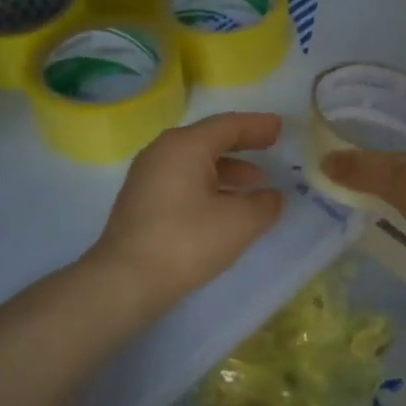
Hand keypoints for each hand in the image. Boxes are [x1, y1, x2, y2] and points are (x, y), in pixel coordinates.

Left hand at [90, 112, 284, 308]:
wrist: (125, 280)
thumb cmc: (186, 241)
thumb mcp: (239, 222)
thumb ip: (264, 204)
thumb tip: (272, 196)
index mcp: (185, 145)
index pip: (228, 125)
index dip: (257, 126)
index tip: (280, 127)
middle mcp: (162, 151)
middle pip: (209, 138)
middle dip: (243, 143)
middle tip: (270, 146)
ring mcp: (147, 175)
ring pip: (195, 161)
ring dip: (227, 168)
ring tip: (254, 182)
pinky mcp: (141, 200)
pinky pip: (182, 178)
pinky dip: (208, 183)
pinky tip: (224, 204)